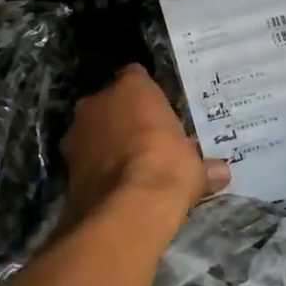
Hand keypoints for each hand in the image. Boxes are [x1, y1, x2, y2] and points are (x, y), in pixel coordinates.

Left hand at [61, 65, 229, 223]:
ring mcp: (76, 133)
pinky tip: (114, 187)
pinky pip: (86, 160)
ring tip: (129, 168)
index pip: (136, 77)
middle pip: (110, 104)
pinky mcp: (65, 165)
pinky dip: (97, 169)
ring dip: (106, 145)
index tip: (159, 113)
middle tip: (146, 141)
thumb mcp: (195, 166)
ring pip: (93, 131)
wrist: (127, 208)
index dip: (147, 96)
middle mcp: (97, 101)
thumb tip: (221, 173)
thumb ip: (204, 165)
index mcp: (131, 87)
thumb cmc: (167, 167)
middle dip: (124, 120)